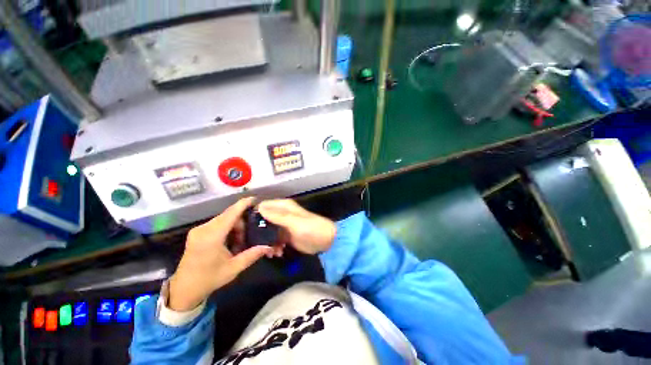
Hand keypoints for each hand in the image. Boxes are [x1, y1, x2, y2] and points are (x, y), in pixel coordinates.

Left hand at [168, 198, 273, 311]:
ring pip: (224, 219)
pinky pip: (217, 224)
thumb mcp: (233, 268)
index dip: (243, 204)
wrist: (184, 290)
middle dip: (242, 222)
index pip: (231, 214)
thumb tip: (268, 246)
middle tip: (250, 235)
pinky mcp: (197, 233)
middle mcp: (203, 229)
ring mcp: (199, 230)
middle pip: (228, 216)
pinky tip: (231, 241)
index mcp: (212, 237)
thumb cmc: (209, 279)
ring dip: (235, 226)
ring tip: (240, 242)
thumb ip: (252, 255)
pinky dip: (228, 229)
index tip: (255, 199)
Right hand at [258, 199, 335, 254]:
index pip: (263, 206)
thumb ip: (277, 216)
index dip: (254, 215)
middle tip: (256, 244)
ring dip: (266, 242)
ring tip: (270, 252)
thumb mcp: (294, 222)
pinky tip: (277, 253)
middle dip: (258, 232)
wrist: (325, 241)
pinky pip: (274, 240)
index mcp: (283, 206)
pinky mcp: (286, 236)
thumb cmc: (311, 228)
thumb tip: (258, 208)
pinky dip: (274, 246)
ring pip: (267, 232)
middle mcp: (281, 214)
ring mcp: (283, 226)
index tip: (245, 227)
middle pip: (263, 220)